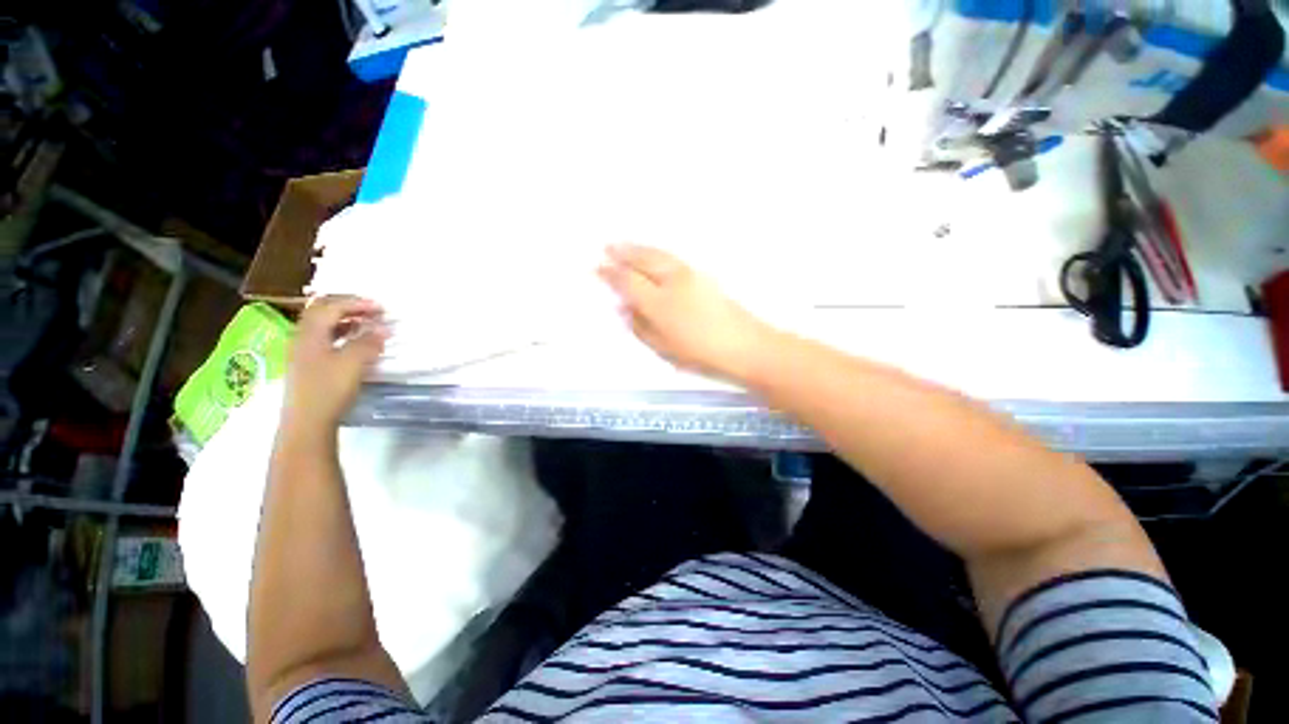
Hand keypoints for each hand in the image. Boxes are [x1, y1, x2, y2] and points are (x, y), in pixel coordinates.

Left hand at [283, 296, 387, 435]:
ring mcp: (303, 352)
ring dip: (346, 320)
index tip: (381, 308)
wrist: (307, 423)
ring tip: (367, 324)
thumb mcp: (353, 363)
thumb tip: (383, 329)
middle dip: (349, 307)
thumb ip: (368, 343)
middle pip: (322, 312)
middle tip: (373, 311)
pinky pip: (325, 339)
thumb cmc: (329, 389)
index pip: (331, 306)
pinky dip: (343, 334)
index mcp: (310, 333)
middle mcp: (303, 338)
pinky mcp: (309, 365)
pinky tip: (356, 343)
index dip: (356, 303)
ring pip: (323, 326)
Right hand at [598, 244, 775, 382]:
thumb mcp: (662, 346)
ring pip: (658, 254)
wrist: (742, 344)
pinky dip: (656, 253)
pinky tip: (652, 255)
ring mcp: (689, 274)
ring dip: (639, 248)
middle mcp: (672, 281)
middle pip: (643, 260)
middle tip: (608, 247)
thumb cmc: (699, 352)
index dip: (611, 273)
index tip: (598, 268)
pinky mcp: (702, 275)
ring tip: (625, 245)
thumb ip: (640, 326)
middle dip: (623, 252)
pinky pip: (671, 257)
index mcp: (659, 302)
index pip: (628, 281)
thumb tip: (627, 309)